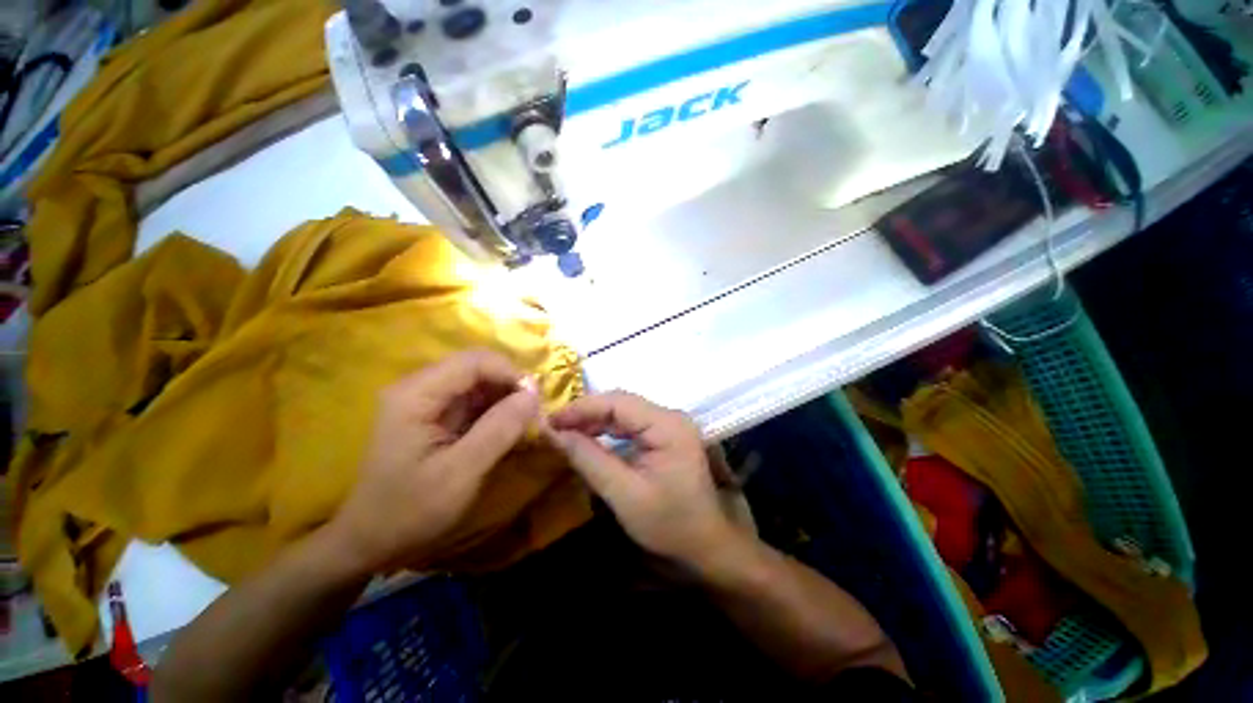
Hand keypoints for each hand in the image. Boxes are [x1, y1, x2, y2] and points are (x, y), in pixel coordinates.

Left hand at [328, 350, 540, 572]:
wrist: (372, 539)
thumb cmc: (411, 509)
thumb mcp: (461, 473)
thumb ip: (499, 429)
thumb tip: (534, 394)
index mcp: (416, 395)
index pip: (473, 362)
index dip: (510, 373)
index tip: (535, 400)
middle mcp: (419, 387)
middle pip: (476, 366)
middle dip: (509, 383)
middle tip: (533, 410)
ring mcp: (426, 400)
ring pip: (478, 380)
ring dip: (505, 395)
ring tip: (524, 420)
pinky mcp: (434, 414)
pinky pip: (473, 398)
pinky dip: (496, 408)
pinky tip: (507, 427)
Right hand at [546, 391, 740, 568]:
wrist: (708, 543)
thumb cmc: (670, 523)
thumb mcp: (624, 494)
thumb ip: (589, 459)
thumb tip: (554, 433)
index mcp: (667, 425)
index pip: (618, 402)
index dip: (582, 408)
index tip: (551, 421)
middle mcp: (670, 416)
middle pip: (621, 403)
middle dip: (586, 413)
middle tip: (554, 428)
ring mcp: (670, 424)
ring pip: (624, 412)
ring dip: (595, 420)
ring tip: (566, 432)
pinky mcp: (666, 434)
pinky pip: (631, 424)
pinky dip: (608, 429)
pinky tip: (590, 438)